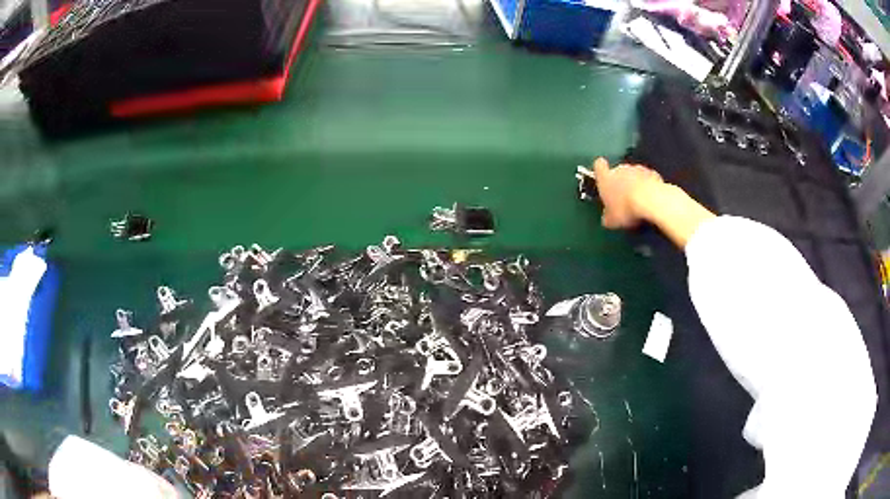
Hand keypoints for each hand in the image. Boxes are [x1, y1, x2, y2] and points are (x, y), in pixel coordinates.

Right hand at [589, 157, 664, 228]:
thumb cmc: (625, 209)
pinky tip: (651, 198)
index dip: (600, 171)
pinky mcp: (652, 173)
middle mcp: (620, 169)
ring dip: (635, 183)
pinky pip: (648, 178)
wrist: (651, 201)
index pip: (599, 165)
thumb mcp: (611, 221)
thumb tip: (607, 218)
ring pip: (634, 174)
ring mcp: (637, 169)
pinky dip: (648, 186)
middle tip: (623, 198)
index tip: (603, 178)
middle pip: (618, 171)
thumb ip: (607, 216)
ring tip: (639, 199)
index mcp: (606, 178)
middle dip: (620, 181)